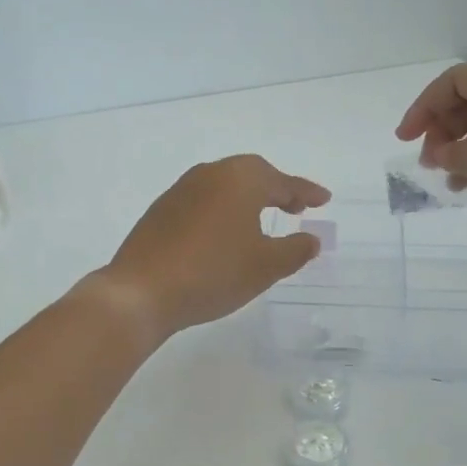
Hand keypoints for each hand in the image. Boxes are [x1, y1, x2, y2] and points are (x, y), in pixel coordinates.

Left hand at [96, 155, 331, 337]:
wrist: (142, 291)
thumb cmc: (213, 273)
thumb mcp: (265, 266)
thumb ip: (295, 250)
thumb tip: (311, 239)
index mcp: (240, 179)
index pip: (283, 181)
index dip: (307, 192)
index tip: (324, 199)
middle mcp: (210, 174)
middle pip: (252, 174)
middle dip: (277, 190)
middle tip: (296, 208)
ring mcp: (180, 190)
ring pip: (225, 186)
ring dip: (248, 199)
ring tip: (262, 221)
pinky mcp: (161, 211)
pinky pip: (204, 201)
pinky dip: (223, 210)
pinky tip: (224, 234)